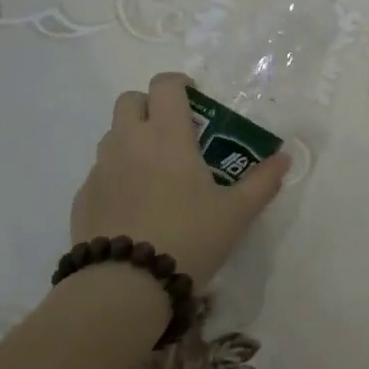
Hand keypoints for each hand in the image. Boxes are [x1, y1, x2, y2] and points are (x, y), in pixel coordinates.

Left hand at [72, 73, 288, 290]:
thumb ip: (263, 182)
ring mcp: (100, 169)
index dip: (179, 84)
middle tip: (173, 133)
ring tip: (156, 174)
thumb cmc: (189, 238)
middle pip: (130, 100)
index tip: (195, 98)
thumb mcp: (236, 213)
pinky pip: (100, 172)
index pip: (164, 85)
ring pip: (113, 135)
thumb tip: (285, 158)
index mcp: (167, 135)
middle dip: (150, 106)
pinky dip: (117, 176)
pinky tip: (134, 207)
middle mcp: (129, 142)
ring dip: (132, 140)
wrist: (125, 285)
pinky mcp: (83, 197)